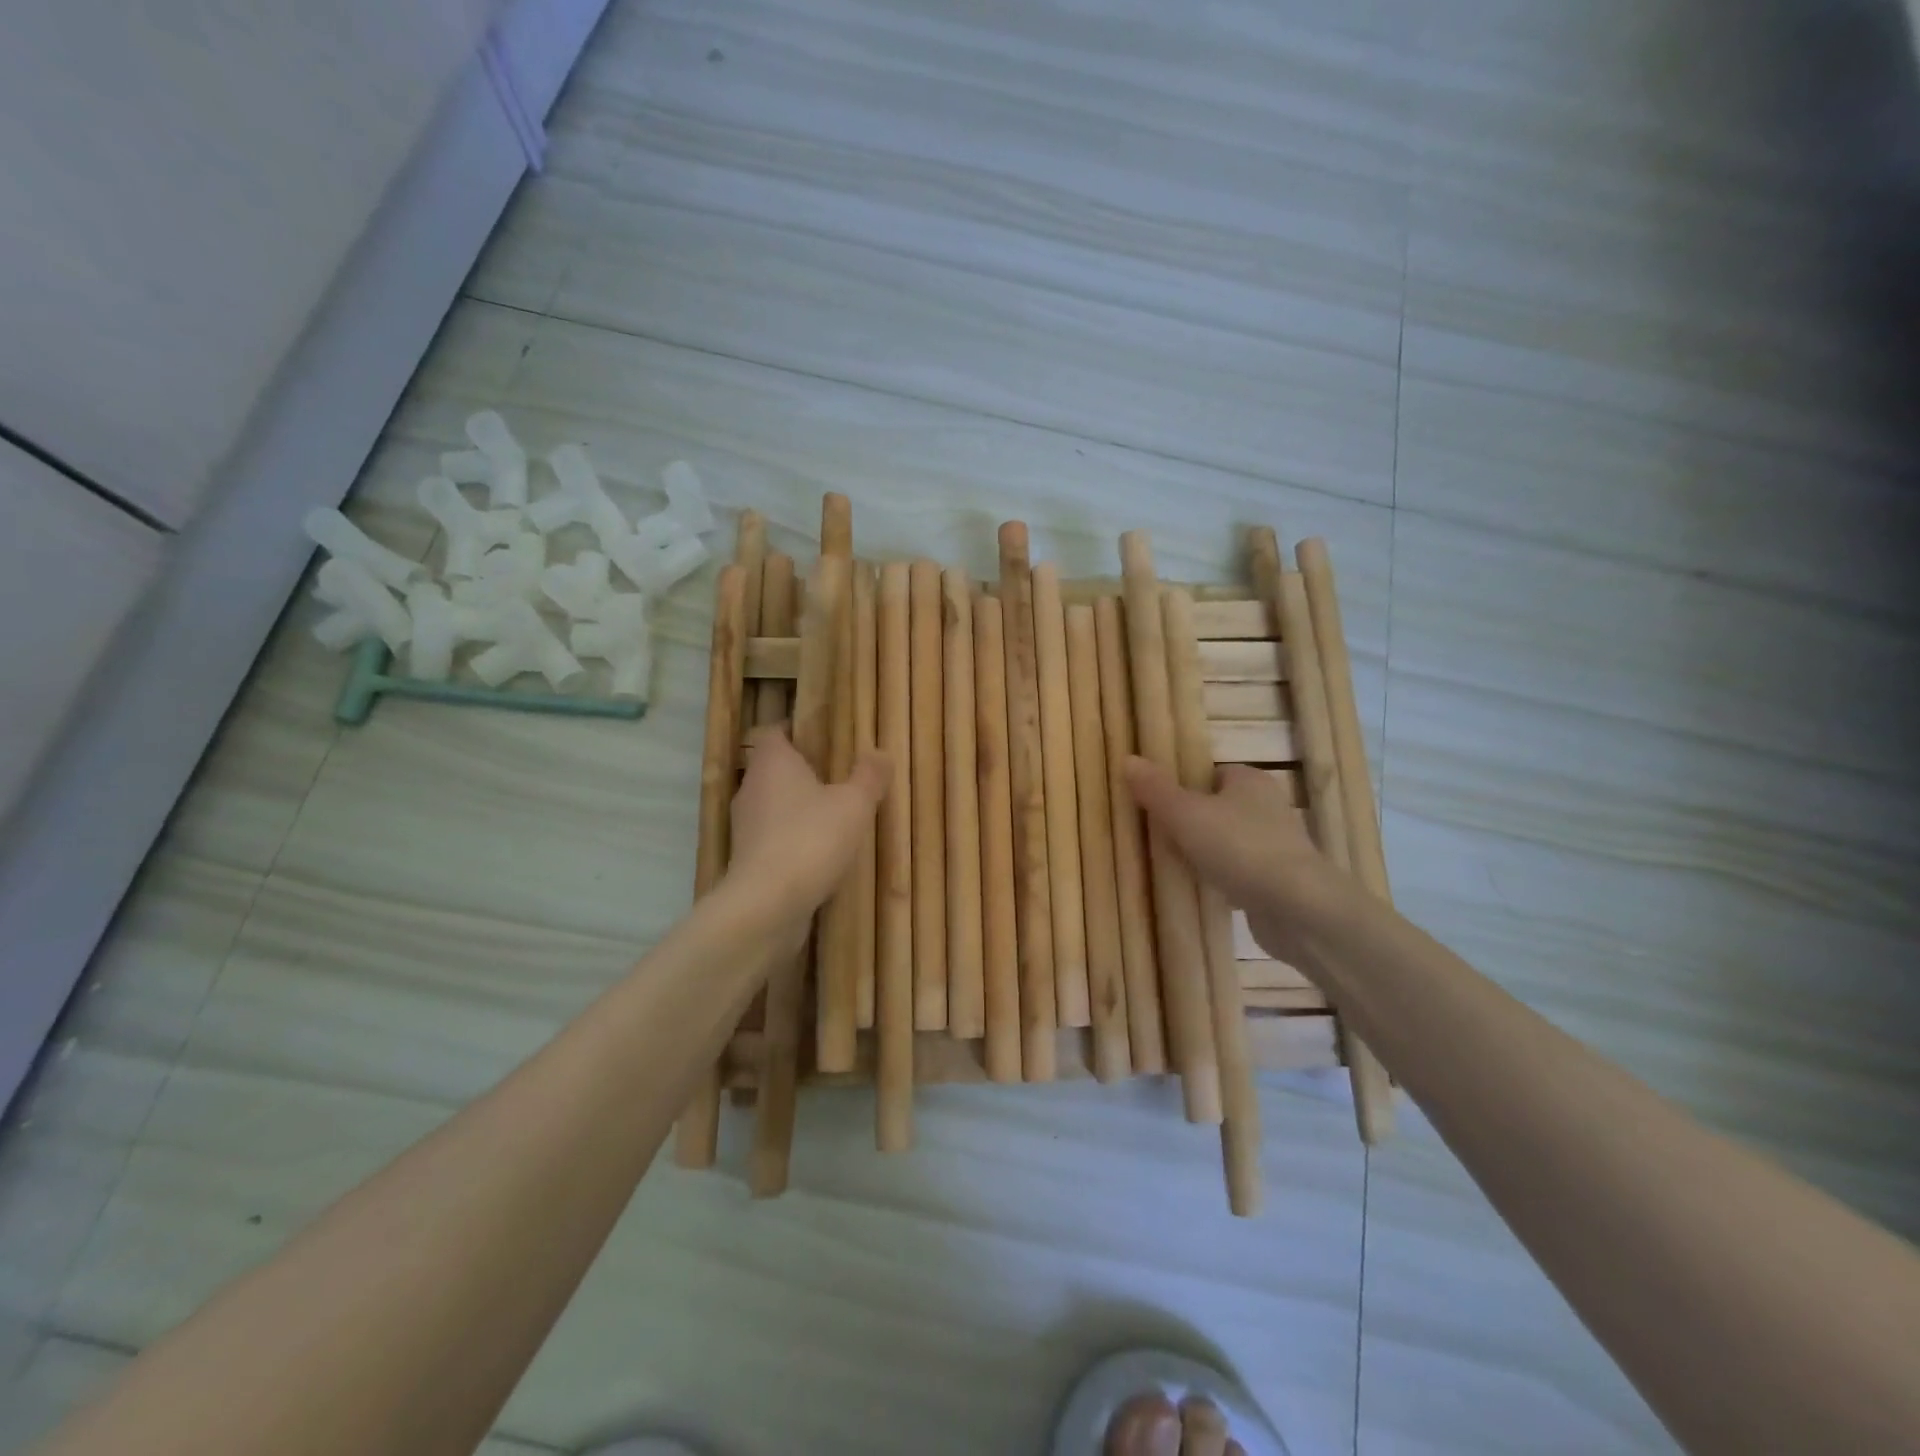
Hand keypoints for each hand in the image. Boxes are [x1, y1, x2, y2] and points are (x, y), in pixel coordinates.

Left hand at [725, 727, 888, 923]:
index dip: (793, 730)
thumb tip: (880, 752)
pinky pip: (771, 838)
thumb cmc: (811, 839)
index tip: (820, 736)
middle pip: (771, 769)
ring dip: (795, 809)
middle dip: (800, 772)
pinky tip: (817, 853)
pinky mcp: (746, 860)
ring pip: (771, 805)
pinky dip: (790, 840)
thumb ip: (868, 776)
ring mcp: (744, 826)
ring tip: (830, 816)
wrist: (768, 904)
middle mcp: (750, 788)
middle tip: (835, 777)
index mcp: (772, 763)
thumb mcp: (854, 804)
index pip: (773, 733)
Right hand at [1124, 756, 1341, 963]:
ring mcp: (1277, 845)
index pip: (1211, 773)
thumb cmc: (1239, 848)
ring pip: (1229, 841)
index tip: (1156, 804)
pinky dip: (1222, 878)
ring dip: (1206, 852)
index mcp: (1250, 780)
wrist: (1297, 909)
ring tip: (1174, 865)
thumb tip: (1128, 759)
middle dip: (1191, 821)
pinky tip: (1203, 890)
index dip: (1183, 786)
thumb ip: (1156, 789)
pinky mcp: (1280, 880)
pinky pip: (1240, 871)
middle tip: (1158, 836)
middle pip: (1218, 807)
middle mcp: (1269, 806)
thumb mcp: (1185, 814)